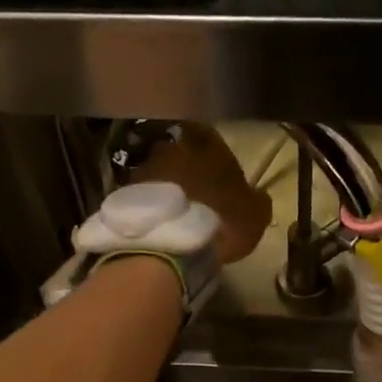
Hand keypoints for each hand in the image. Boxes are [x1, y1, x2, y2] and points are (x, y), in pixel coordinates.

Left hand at [134, 123, 271, 264]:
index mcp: (208, 146)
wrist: (169, 245)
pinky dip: (151, 205)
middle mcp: (173, 148)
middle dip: (188, 168)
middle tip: (197, 192)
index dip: (214, 152)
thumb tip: (255, 195)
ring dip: (167, 187)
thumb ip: (257, 198)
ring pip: (160, 172)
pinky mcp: (125, 193)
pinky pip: (144, 195)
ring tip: (176, 212)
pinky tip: (159, 223)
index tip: (219, 172)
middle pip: (181, 152)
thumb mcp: (256, 214)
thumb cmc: (221, 222)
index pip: (209, 135)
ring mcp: (145, 169)